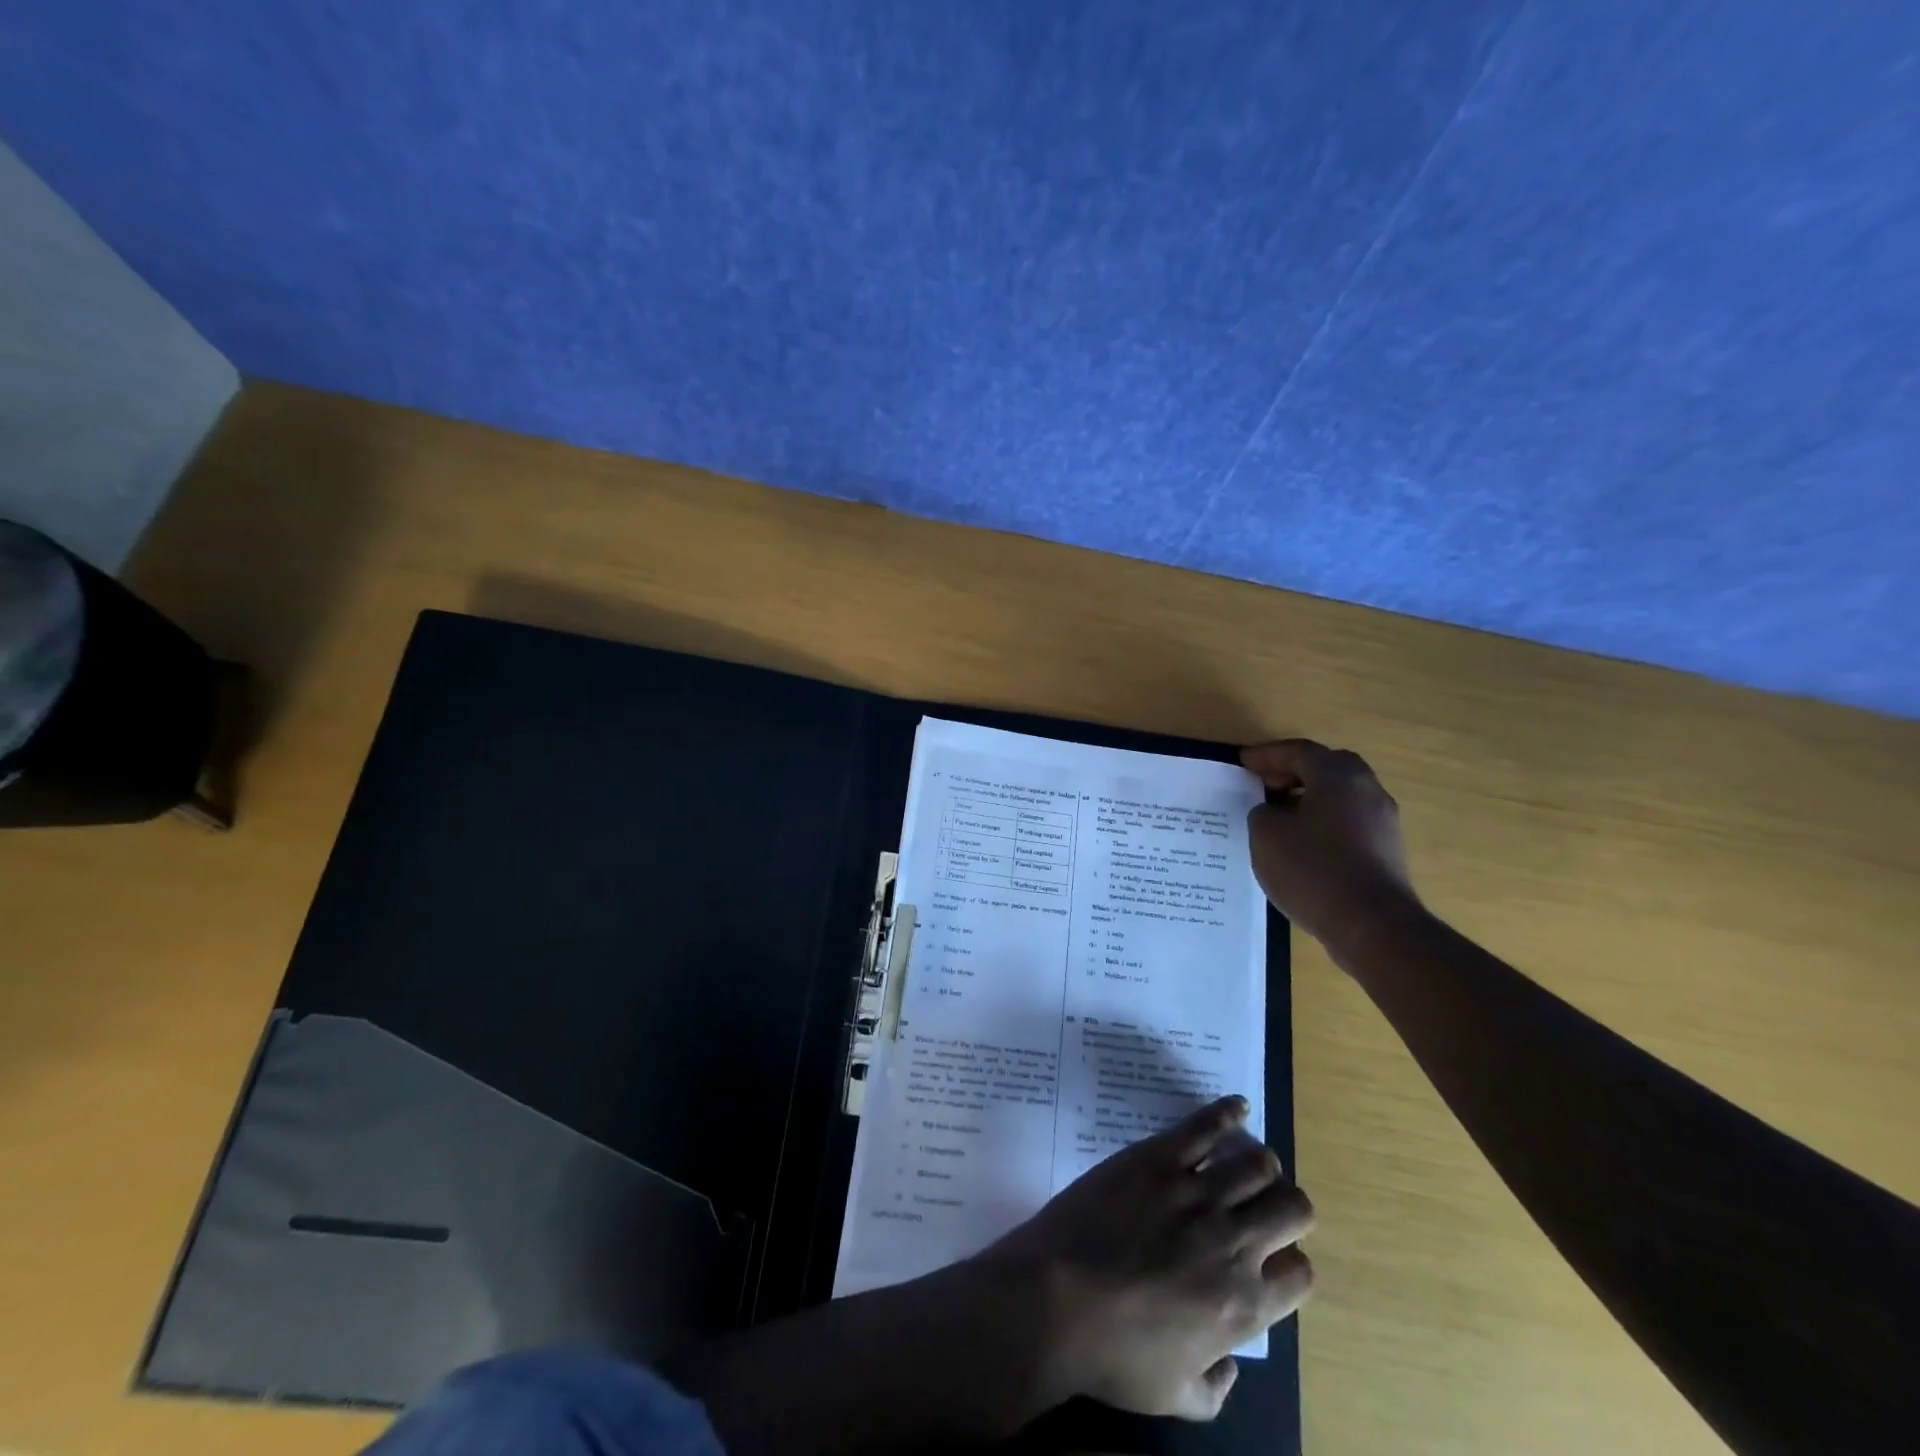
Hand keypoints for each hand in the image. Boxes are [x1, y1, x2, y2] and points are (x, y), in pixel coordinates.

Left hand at [983, 1096, 1313, 1420]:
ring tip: (1248, 1165)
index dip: (1292, 1264)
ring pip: (1257, 1163)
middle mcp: (1234, 1244)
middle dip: (1288, 1207)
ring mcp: (1195, 1193)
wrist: (1055, 1298)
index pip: (1301, 1274)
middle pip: (1293, 1208)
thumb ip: (1215, 1388)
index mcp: (1243, 1306)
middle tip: (1267, 1207)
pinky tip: (1237, 1107)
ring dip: (1260, 1165)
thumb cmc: (1111, 1355)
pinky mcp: (1158, 1158)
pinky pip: (1204, 1126)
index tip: (1273, 1259)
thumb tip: (1231, 1364)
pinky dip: (1227, 1112)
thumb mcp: (1175, 1398)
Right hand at [1242, 739, 1418, 949]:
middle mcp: (1367, 789)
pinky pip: (1347, 825)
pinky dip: (1322, 825)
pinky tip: (1301, 848)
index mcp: (1338, 775)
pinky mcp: (1387, 851)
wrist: (1372, 925)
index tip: (1243, 763)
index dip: (1267, 755)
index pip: (1299, 751)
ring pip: (1339, 798)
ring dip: (1308, 801)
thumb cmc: (1313, 868)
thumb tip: (1274, 812)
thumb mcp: (1265, 834)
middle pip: (1325, 769)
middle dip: (1292, 774)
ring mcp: (1383, 821)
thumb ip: (1262, 812)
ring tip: (1277, 820)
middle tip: (1263, 787)